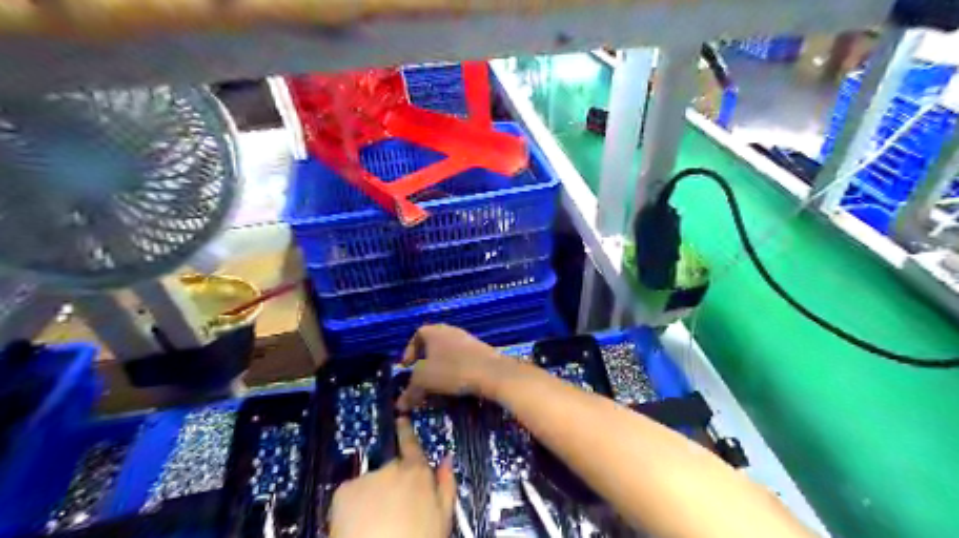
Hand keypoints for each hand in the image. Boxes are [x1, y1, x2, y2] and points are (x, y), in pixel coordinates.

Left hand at [330, 417, 455, 535]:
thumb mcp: (443, 517)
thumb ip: (446, 484)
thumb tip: (447, 460)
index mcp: (418, 472)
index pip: (412, 444)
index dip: (406, 431)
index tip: (401, 420)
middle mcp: (392, 468)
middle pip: (392, 468)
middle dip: (393, 482)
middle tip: (394, 506)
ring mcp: (367, 477)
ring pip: (371, 483)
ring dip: (373, 495)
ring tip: (376, 521)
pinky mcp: (344, 491)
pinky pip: (350, 493)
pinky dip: (353, 505)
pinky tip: (359, 524)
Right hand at [395, 324, 512, 410]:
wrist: (492, 372)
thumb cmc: (452, 370)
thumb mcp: (424, 381)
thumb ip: (410, 392)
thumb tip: (399, 405)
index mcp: (434, 331)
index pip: (417, 335)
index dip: (409, 351)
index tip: (407, 367)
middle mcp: (450, 331)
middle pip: (433, 345)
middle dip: (425, 363)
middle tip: (420, 380)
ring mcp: (468, 340)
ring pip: (448, 354)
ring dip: (440, 369)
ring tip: (437, 388)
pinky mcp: (481, 351)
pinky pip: (462, 360)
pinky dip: (455, 372)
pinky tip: (456, 387)